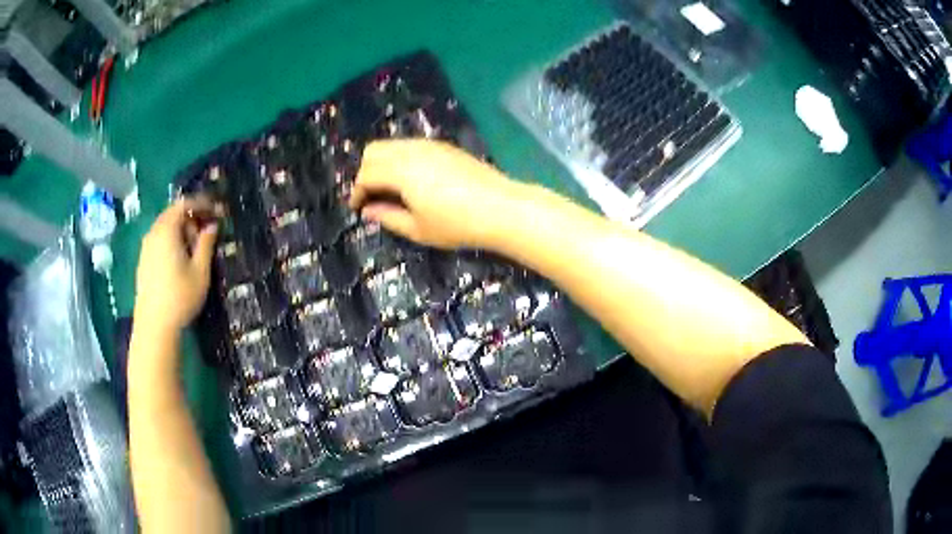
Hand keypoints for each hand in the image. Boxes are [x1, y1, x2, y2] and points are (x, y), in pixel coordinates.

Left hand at [134, 198, 217, 332]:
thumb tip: (212, 225)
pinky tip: (181, 260)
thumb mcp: (200, 271)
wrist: (154, 326)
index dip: (203, 204)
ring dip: (182, 230)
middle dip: (193, 218)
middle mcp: (154, 233)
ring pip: (166, 227)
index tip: (218, 211)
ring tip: (196, 249)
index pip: (185, 204)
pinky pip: (160, 240)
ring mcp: (146, 247)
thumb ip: (206, 244)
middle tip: (209, 233)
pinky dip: (172, 241)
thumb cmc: (180, 297)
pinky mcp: (143, 261)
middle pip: (174, 213)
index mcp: (167, 230)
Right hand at [350, 139, 522, 248]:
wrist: (501, 208)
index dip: (357, 191)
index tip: (357, 208)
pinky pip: (410, 145)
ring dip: (382, 163)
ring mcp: (430, 145)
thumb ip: (388, 217)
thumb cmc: (457, 224)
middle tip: (371, 196)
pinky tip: (411, 180)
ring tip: (390, 189)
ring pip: (392, 144)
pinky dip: (400, 158)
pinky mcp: (444, 146)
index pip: (366, 174)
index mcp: (401, 171)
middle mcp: (412, 151)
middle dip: (365, 172)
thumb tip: (369, 211)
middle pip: (374, 150)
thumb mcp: (418, 229)